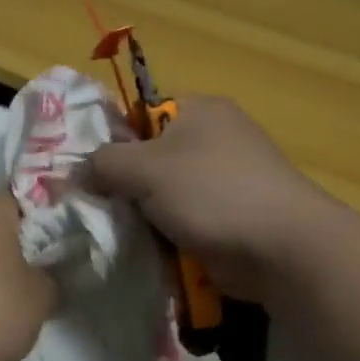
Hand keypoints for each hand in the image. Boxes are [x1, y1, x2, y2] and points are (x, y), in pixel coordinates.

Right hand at [80, 96, 341, 304]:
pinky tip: (145, 250)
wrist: (282, 248)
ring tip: (114, 233)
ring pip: (164, 194)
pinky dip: (166, 235)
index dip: (111, 140)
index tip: (86, 171)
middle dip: (123, 184)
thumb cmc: (212, 192)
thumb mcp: (145, 168)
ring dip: (142, 215)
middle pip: (150, 157)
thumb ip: (103, 163)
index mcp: (199, 110)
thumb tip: (77, 172)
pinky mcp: (230, 217)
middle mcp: (214, 138)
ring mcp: (225, 180)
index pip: (140, 114)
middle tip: (95, 206)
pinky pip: (184, 220)